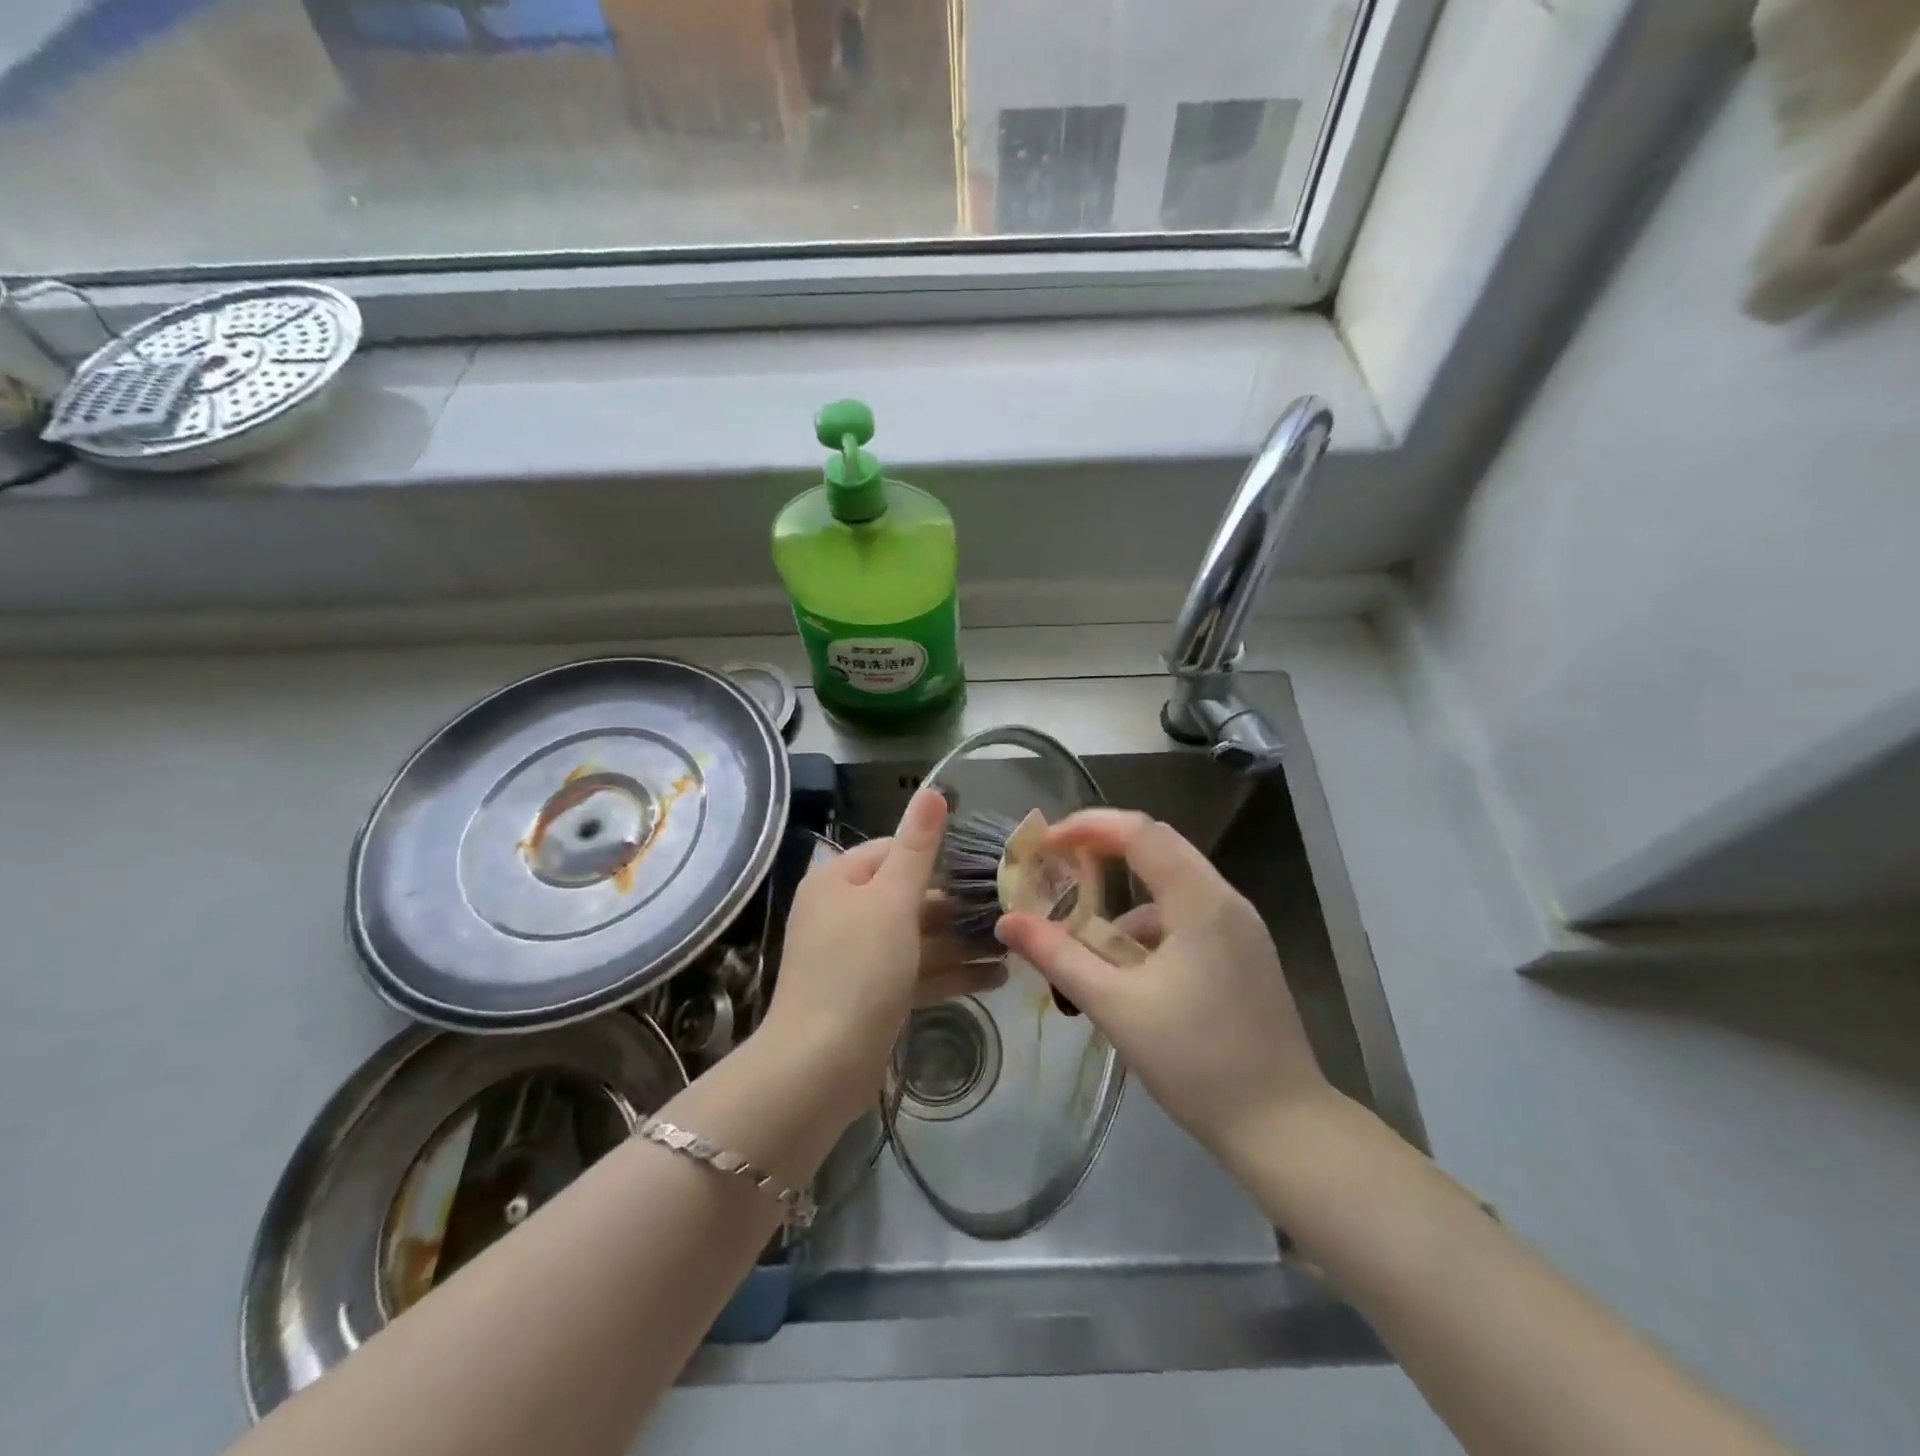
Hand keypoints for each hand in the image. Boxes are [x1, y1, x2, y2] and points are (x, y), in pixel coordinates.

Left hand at [762, 789, 1002, 1121]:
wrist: (820, 1067)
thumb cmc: (857, 969)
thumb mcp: (892, 900)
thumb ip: (918, 847)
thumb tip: (933, 790)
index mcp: (839, 881)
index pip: (893, 850)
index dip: (938, 853)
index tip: (986, 861)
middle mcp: (845, 913)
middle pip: (910, 896)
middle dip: (959, 904)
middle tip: (1011, 905)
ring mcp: (858, 958)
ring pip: (918, 938)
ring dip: (962, 941)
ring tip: (1014, 942)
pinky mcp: (873, 996)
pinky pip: (917, 973)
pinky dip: (952, 974)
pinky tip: (997, 978)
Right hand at [996, 810, 1330, 1162]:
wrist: (1283, 1127)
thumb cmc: (1197, 1063)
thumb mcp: (1116, 1007)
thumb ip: (1058, 957)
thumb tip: (1008, 922)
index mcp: (1201, 901)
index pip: (1140, 832)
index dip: (1088, 826)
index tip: (1046, 844)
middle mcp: (1226, 900)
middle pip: (1157, 847)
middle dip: (1102, 850)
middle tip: (1056, 866)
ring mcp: (1240, 926)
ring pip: (1172, 884)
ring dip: (1123, 897)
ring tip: (1083, 937)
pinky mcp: (1243, 952)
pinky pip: (1187, 915)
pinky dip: (1148, 927)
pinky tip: (1125, 970)